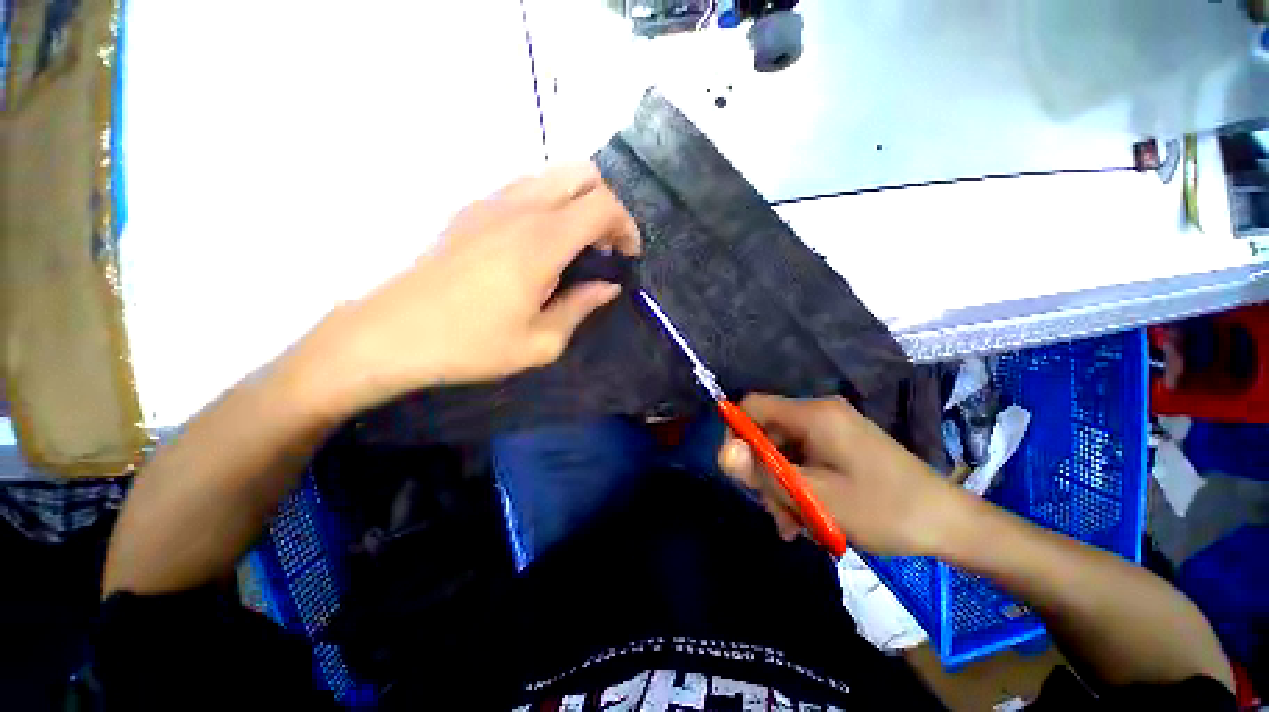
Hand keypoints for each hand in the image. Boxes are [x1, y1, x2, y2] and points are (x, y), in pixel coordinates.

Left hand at [291, 163, 640, 413]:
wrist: (390, 335)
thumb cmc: (471, 345)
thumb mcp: (541, 341)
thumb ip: (581, 307)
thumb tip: (607, 286)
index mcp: (541, 241)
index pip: (603, 205)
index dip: (626, 226)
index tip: (628, 255)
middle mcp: (519, 208)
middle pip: (581, 173)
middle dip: (605, 205)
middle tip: (605, 246)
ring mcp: (490, 203)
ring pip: (551, 176)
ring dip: (576, 203)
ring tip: (575, 246)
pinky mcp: (470, 210)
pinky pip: (524, 189)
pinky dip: (548, 205)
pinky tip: (539, 245)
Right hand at [717, 394, 970, 556]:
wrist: (951, 524)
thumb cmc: (883, 509)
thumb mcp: (815, 497)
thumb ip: (764, 473)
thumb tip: (723, 452)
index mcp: (813, 414)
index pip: (752, 406)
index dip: (735, 433)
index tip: (738, 473)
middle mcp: (819, 413)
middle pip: (767, 432)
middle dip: (763, 472)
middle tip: (775, 513)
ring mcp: (832, 428)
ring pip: (784, 451)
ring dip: (782, 486)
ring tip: (795, 527)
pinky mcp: (842, 445)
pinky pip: (805, 459)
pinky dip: (800, 486)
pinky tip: (810, 519)